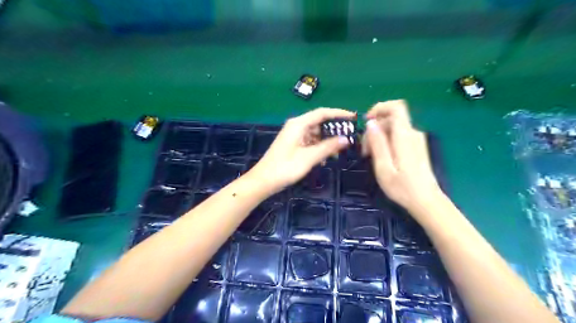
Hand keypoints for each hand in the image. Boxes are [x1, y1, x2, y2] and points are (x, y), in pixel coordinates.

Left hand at [251, 109, 355, 193]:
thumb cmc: (285, 167)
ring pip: (316, 134)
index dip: (339, 114)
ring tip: (339, 151)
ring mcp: (294, 136)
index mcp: (298, 124)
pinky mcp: (293, 145)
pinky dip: (319, 148)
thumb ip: (328, 147)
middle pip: (319, 123)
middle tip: (349, 139)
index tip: (353, 118)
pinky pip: (310, 142)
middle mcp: (296, 126)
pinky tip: (325, 158)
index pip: (322, 113)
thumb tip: (346, 139)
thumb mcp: (309, 157)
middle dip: (334, 130)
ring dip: (327, 142)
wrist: (263, 181)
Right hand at [361, 99, 441, 212]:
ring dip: (378, 138)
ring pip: (392, 128)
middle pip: (390, 119)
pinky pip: (397, 136)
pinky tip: (381, 158)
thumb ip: (377, 143)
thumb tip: (371, 123)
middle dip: (374, 130)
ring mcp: (416, 140)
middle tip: (365, 151)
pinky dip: (386, 142)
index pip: (396, 107)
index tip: (366, 122)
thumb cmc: (403, 187)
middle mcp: (412, 133)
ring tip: (371, 157)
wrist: (426, 201)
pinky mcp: (415, 147)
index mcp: (404, 136)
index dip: (379, 108)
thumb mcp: (383, 167)